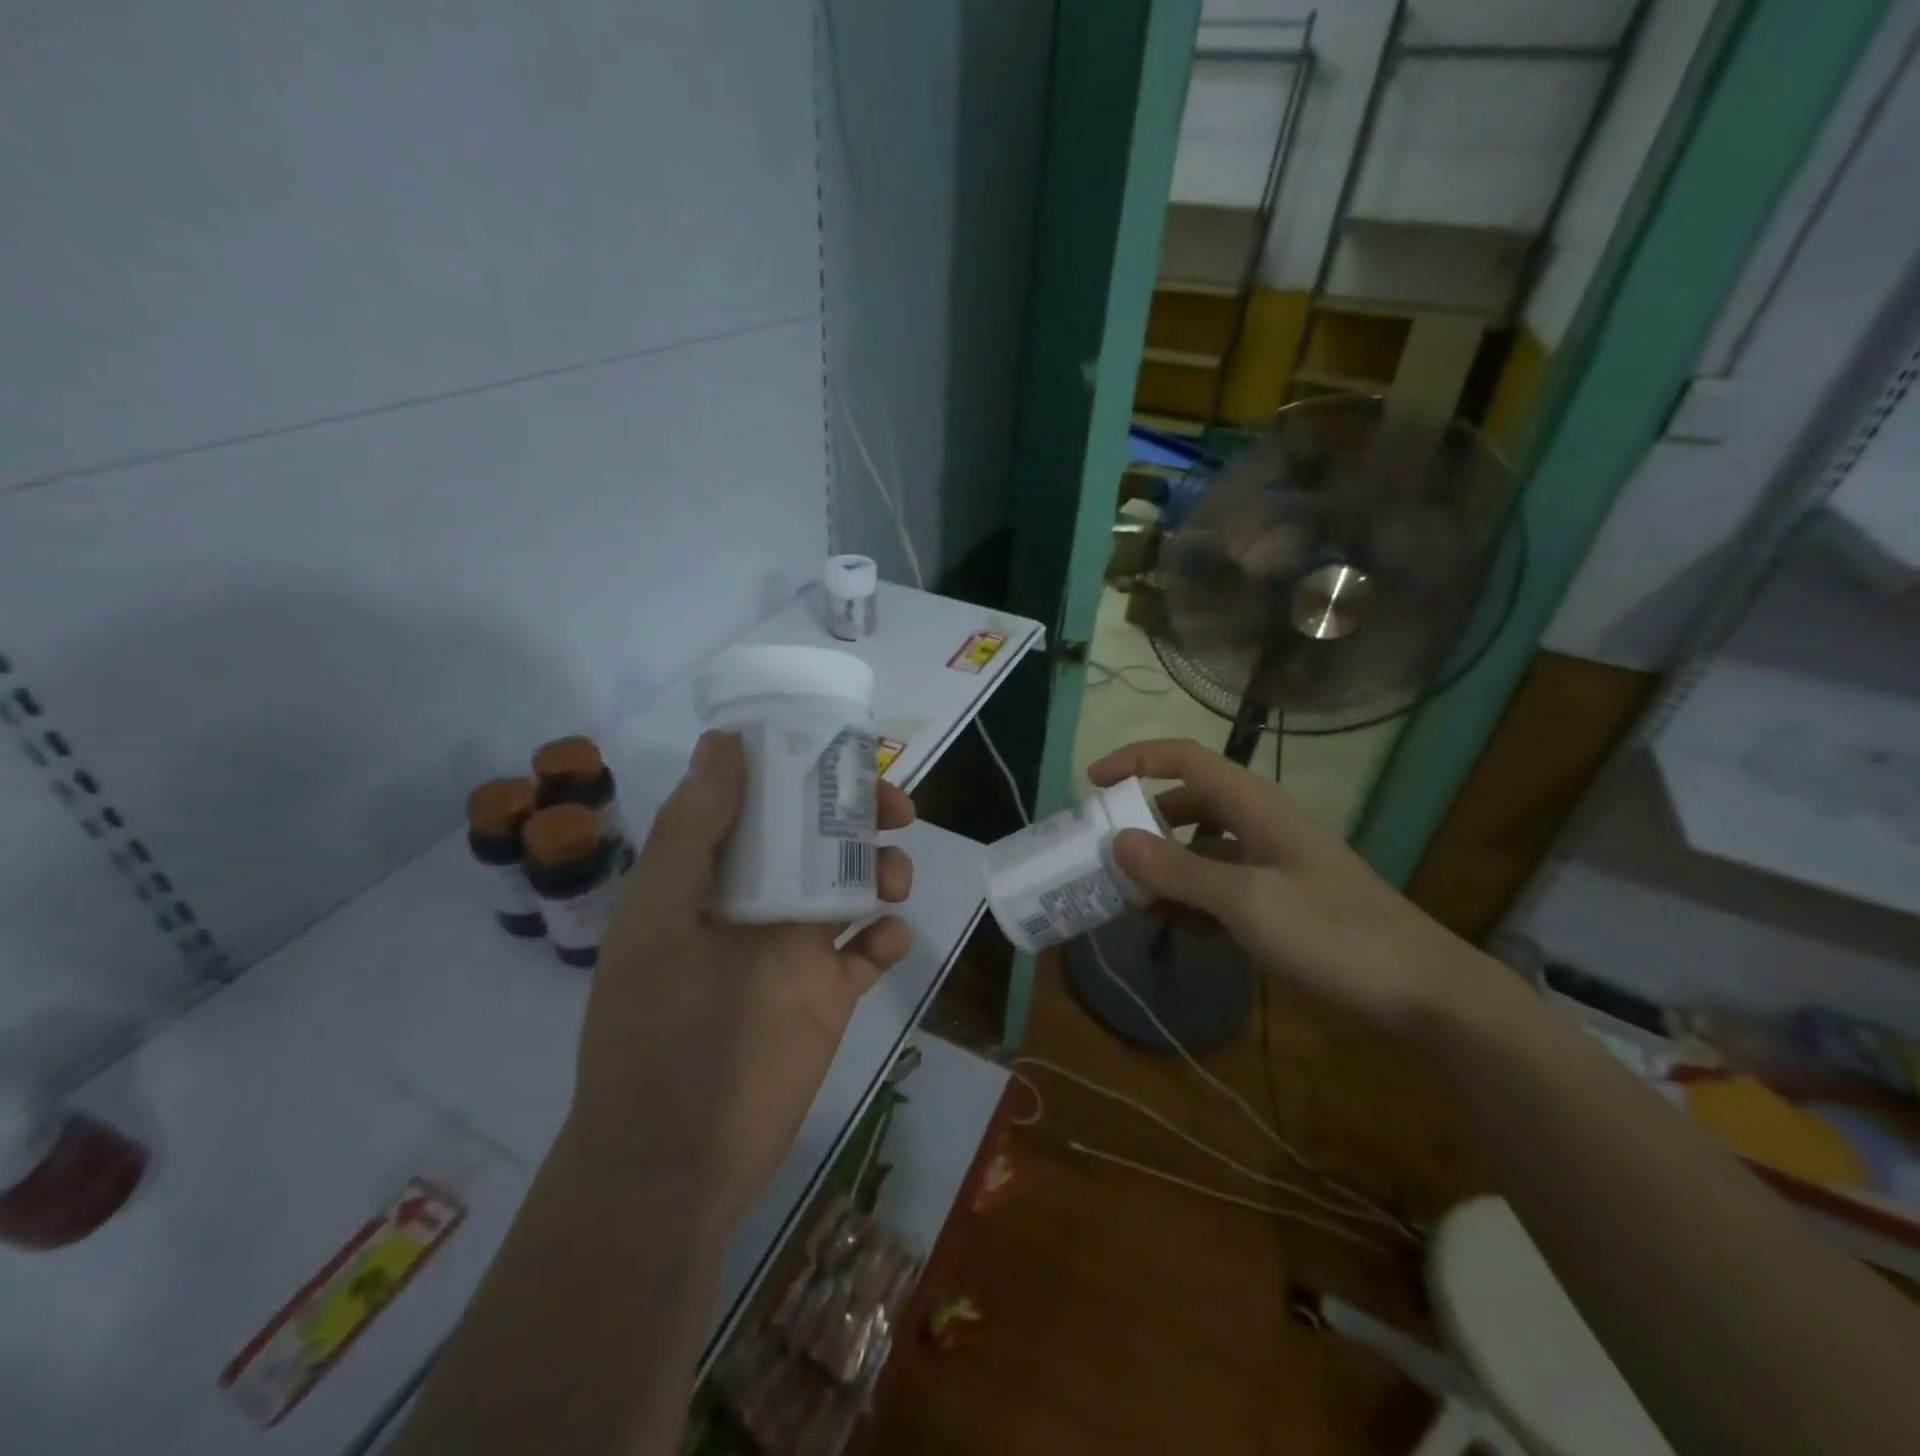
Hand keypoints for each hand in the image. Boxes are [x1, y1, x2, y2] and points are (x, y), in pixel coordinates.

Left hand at [567, 730, 913, 1222]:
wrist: (673, 1156)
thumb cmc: (654, 1028)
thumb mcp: (659, 919)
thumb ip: (693, 830)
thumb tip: (723, 741)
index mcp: (715, 875)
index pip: (762, 801)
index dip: (801, 768)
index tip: (841, 751)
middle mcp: (759, 902)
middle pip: (821, 837)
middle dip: (861, 815)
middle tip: (895, 810)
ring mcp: (797, 949)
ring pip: (856, 886)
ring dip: (884, 869)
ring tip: (892, 884)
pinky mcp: (830, 994)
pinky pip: (871, 952)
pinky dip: (888, 938)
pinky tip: (886, 943)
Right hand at [1089, 738, 1491, 1029]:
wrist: (1422, 992)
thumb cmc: (1331, 933)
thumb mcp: (1245, 901)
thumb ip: (1178, 870)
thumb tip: (1118, 841)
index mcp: (1255, 805)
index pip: (1185, 758)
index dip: (1135, 760)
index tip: (1092, 783)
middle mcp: (1260, 824)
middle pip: (1188, 804)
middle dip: (1144, 826)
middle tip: (1106, 856)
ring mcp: (1272, 863)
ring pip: (1201, 849)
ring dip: (1165, 870)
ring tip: (1132, 902)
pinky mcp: (1281, 900)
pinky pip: (1221, 886)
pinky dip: (1193, 900)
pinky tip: (1178, 929)